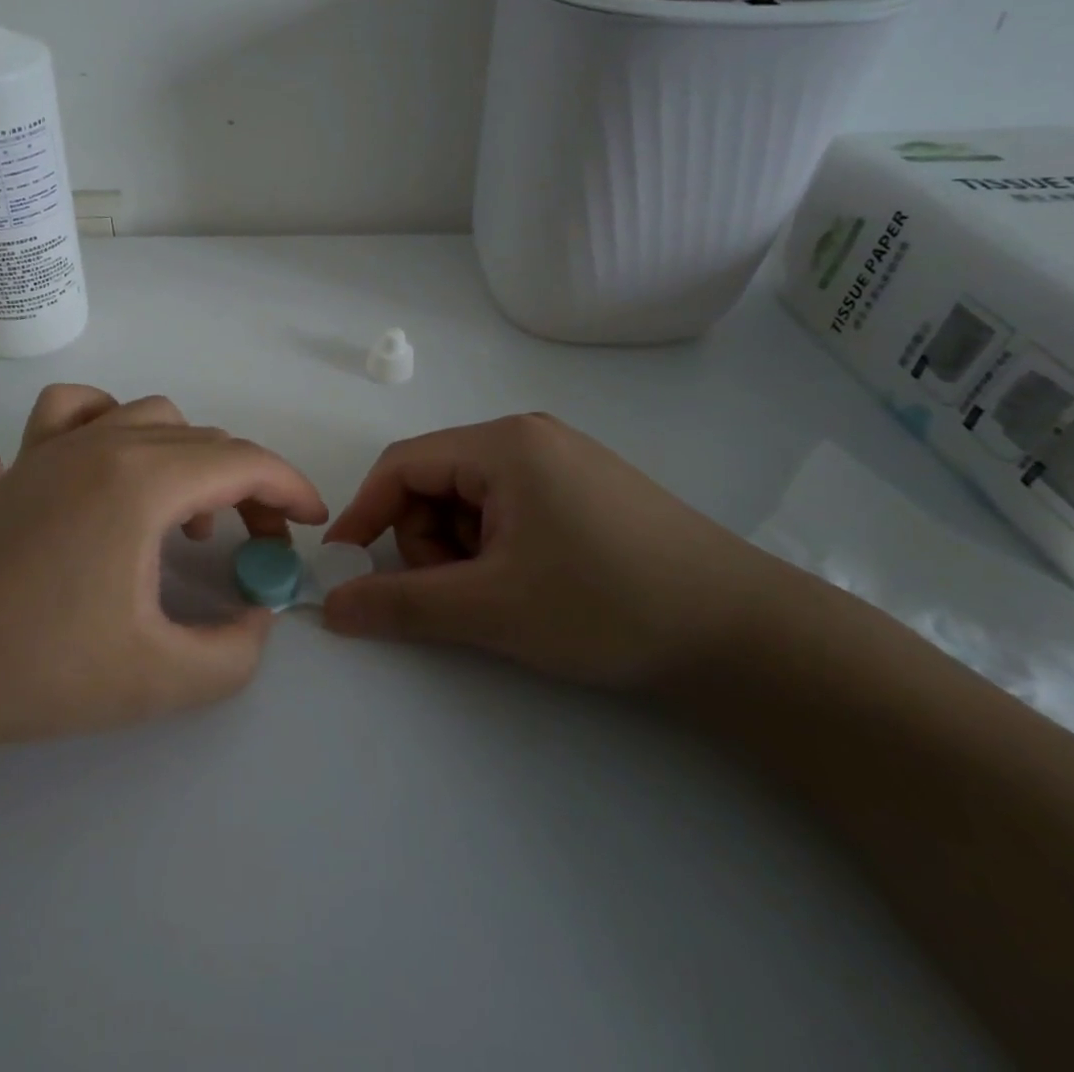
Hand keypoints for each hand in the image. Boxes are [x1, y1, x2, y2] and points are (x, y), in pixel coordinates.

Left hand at [0, 386, 326, 749]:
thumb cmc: (36, 669)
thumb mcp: (159, 678)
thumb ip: (235, 652)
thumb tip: (258, 615)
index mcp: (143, 481)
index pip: (244, 461)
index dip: (290, 488)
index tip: (311, 524)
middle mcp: (104, 443)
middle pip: (205, 440)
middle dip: (248, 484)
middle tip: (256, 543)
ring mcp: (55, 445)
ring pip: (150, 417)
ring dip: (189, 457)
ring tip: (185, 518)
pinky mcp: (19, 462)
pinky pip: (78, 410)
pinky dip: (113, 424)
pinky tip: (109, 471)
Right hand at [319, 413, 794, 688]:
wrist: (744, 635)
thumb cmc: (606, 605)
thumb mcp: (491, 609)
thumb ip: (400, 605)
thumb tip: (330, 606)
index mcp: (502, 444)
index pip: (402, 464)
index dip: (364, 512)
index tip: (345, 564)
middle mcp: (527, 437)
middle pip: (436, 483)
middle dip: (429, 542)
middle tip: (463, 596)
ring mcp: (560, 460)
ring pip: (470, 501)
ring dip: (463, 550)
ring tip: (505, 596)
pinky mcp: (582, 489)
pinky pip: (508, 509)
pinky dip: (497, 548)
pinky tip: (533, 584)